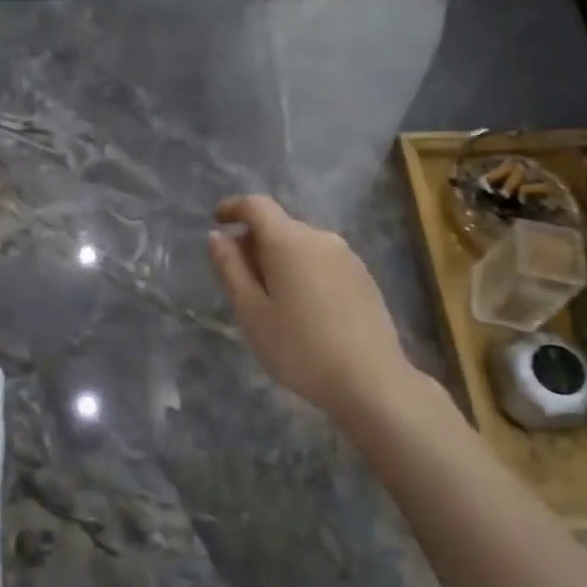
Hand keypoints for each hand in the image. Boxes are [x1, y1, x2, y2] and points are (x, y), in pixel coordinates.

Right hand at [207, 196, 416, 424]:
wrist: (370, 381)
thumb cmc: (299, 348)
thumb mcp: (251, 312)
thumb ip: (230, 269)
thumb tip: (218, 236)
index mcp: (288, 241)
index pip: (256, 205)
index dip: (233, 208)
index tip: (216, 221)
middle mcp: (320, 238)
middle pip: (279, 226)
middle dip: (254, 242)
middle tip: (238, 280)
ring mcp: (347, 256)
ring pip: (301, 245)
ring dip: (279, 259)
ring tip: (270, 300)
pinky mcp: (363, 277)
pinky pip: (322, 262)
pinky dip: (303, 272)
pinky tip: (303, 309)